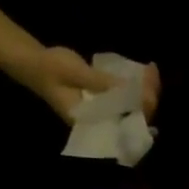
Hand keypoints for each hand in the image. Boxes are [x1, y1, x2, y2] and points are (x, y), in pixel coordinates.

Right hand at [19, 46, 159, 123]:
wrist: (35, 63)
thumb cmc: (51, 70)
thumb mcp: (76, 74)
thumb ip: (102, 83)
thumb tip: (130, 89)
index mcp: (92, 123)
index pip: (124, 125)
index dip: (141, 111)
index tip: (150, 93)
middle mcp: (101, 121)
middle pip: (134, 116)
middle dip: (147, 97)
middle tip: (152, 72)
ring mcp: (105, 111)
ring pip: (133, 106)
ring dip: (145, 90)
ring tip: (151, 69)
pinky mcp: (106, 99)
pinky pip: (127, 96)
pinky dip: (137, 85)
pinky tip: (145, 70)